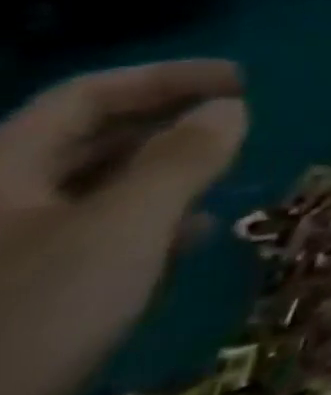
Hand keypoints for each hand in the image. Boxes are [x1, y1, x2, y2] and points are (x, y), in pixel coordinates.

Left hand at [0, 61, 247, 394]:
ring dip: (167, 173)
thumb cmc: (34, 315)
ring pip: (96, 189)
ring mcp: (12, 252)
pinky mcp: (28, 296)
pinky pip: (99, 235)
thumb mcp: (124, 227)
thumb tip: (230, 108)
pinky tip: (193, 237)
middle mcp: (0, 205)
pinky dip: (153, 222)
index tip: (242, 81)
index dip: (165, 79)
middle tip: (241, 122)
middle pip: (87, 140)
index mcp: (0, 175)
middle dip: (168, 123)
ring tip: (228, 175)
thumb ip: (183, 160)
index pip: (85, 98)